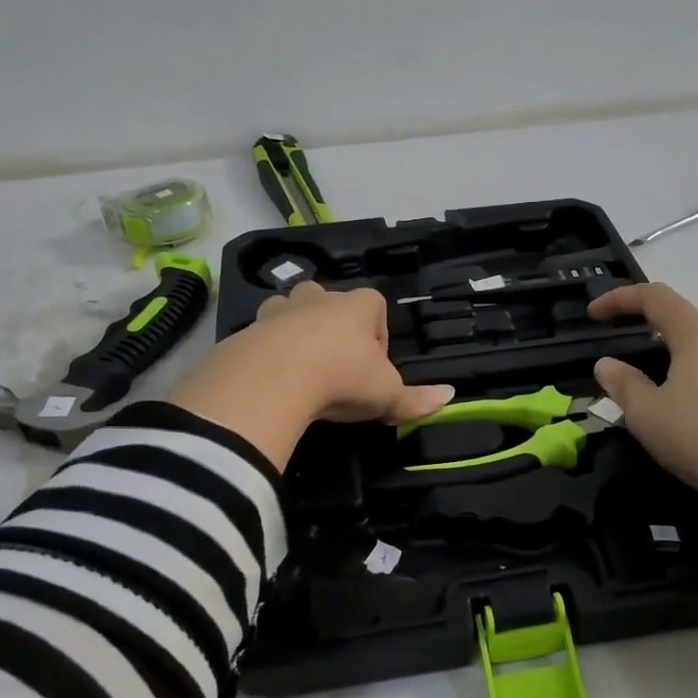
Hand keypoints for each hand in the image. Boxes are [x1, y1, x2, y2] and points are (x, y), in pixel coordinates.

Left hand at [169, 283, 453, 468]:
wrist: (274, 378)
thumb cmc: (342, 377)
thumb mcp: (386, 395)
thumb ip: (416, 398)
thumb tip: (450, 396)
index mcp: (356, 305)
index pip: (375, 304)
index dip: (377, 333)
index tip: (373, 366)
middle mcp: (318, 298)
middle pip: (330, 301)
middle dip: (334, 327)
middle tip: (337, 365)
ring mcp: (279, 310)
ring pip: (291, 311)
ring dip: (298, 333)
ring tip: (302, 370)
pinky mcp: (248, 330)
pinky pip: (262, 335)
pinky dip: (268, 352)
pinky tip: (274, 381)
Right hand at [587, 283, 697, 513]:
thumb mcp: (648, 416)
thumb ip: (623, 385)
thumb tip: (607, 364)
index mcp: (697, 334)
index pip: (655, 297)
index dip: (620, 299)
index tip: (594, 314)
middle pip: (686, 320)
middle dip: (652, 331)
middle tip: (629, 361)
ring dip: (681, 359)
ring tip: (664, 393)